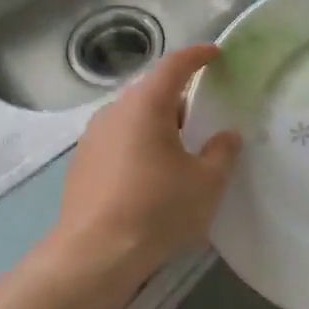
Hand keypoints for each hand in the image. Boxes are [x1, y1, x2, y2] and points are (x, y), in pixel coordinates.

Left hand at [47, 44, 241, 282]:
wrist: (94, 255)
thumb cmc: (157, 211)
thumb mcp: (205, 184)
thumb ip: (222, 153)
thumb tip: (227, 135)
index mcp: (145, 106)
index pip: (174, 66)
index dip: (197, 56)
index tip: (215, 54)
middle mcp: (114, 112)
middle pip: (151, 93)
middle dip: (179, 98)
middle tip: (205, 115)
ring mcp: (92, 138)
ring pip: (133, 119)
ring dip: (157, 125)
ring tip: (180, 150)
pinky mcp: (82, 164)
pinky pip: (118, 142)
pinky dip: (139, 146)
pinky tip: (151, 175)